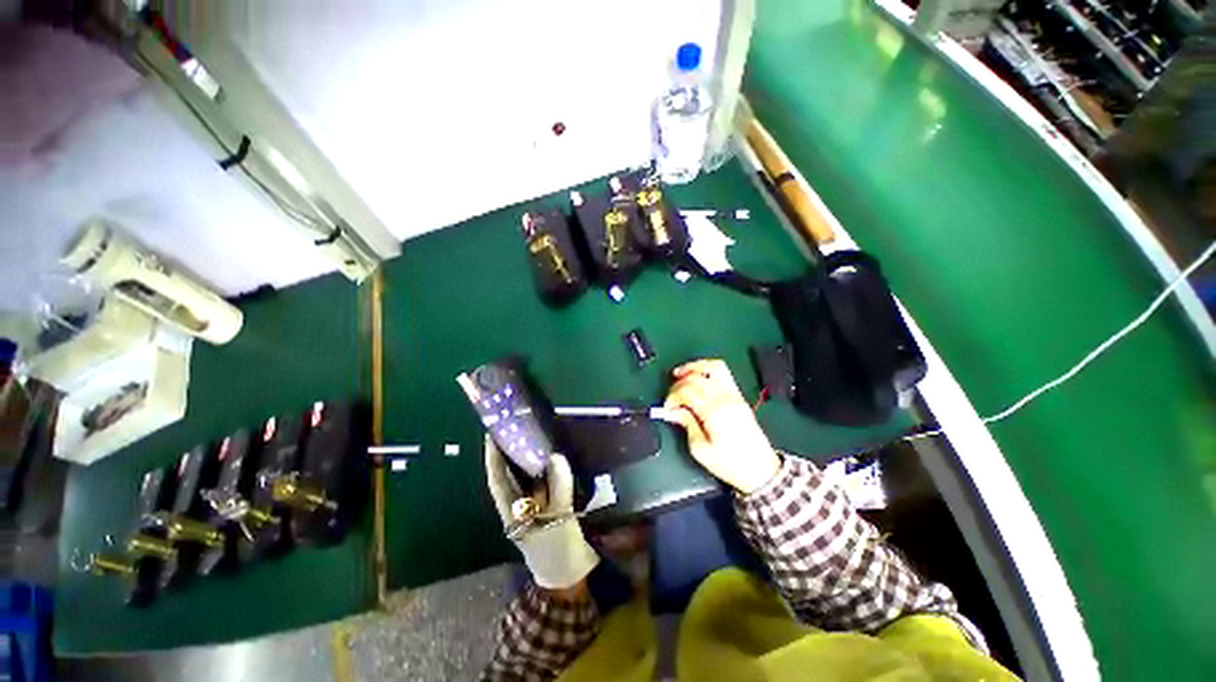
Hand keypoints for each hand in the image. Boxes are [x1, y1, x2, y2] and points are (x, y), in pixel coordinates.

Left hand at [484, 437, 598, 589]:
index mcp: (513, 510)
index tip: (491, 433)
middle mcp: (520, 504)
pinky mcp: (551, 505)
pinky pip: (548, 481)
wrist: (571, 576)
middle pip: (511, 473)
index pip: (498, 478)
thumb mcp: (559, 519)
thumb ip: (558, 487)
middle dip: (512, 450)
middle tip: (520, 425)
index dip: (493, 456)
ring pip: (529, 476)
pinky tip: (557, 454)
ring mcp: (536, 505)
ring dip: (531, 456)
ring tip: (538, 432)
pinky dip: (549, 467)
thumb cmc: (558, 550)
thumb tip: (556, 456)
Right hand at [663, 359, 781, 494]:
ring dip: (694, 367)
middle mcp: (725, 398)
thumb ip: (686, 424)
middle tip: (671, 396)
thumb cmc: (730, 464)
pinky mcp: (739, 397)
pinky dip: (706, 371)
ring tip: (681, 374)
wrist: (760, 470)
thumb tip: (673, 411)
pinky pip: (723, 373)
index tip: (667, 407)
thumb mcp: (700, 449)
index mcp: (714, 412)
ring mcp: (734, 395)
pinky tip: (697, 378)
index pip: (687, 390)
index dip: (672, 396)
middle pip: (697, 378)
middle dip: (678, 383)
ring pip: (713, 367)